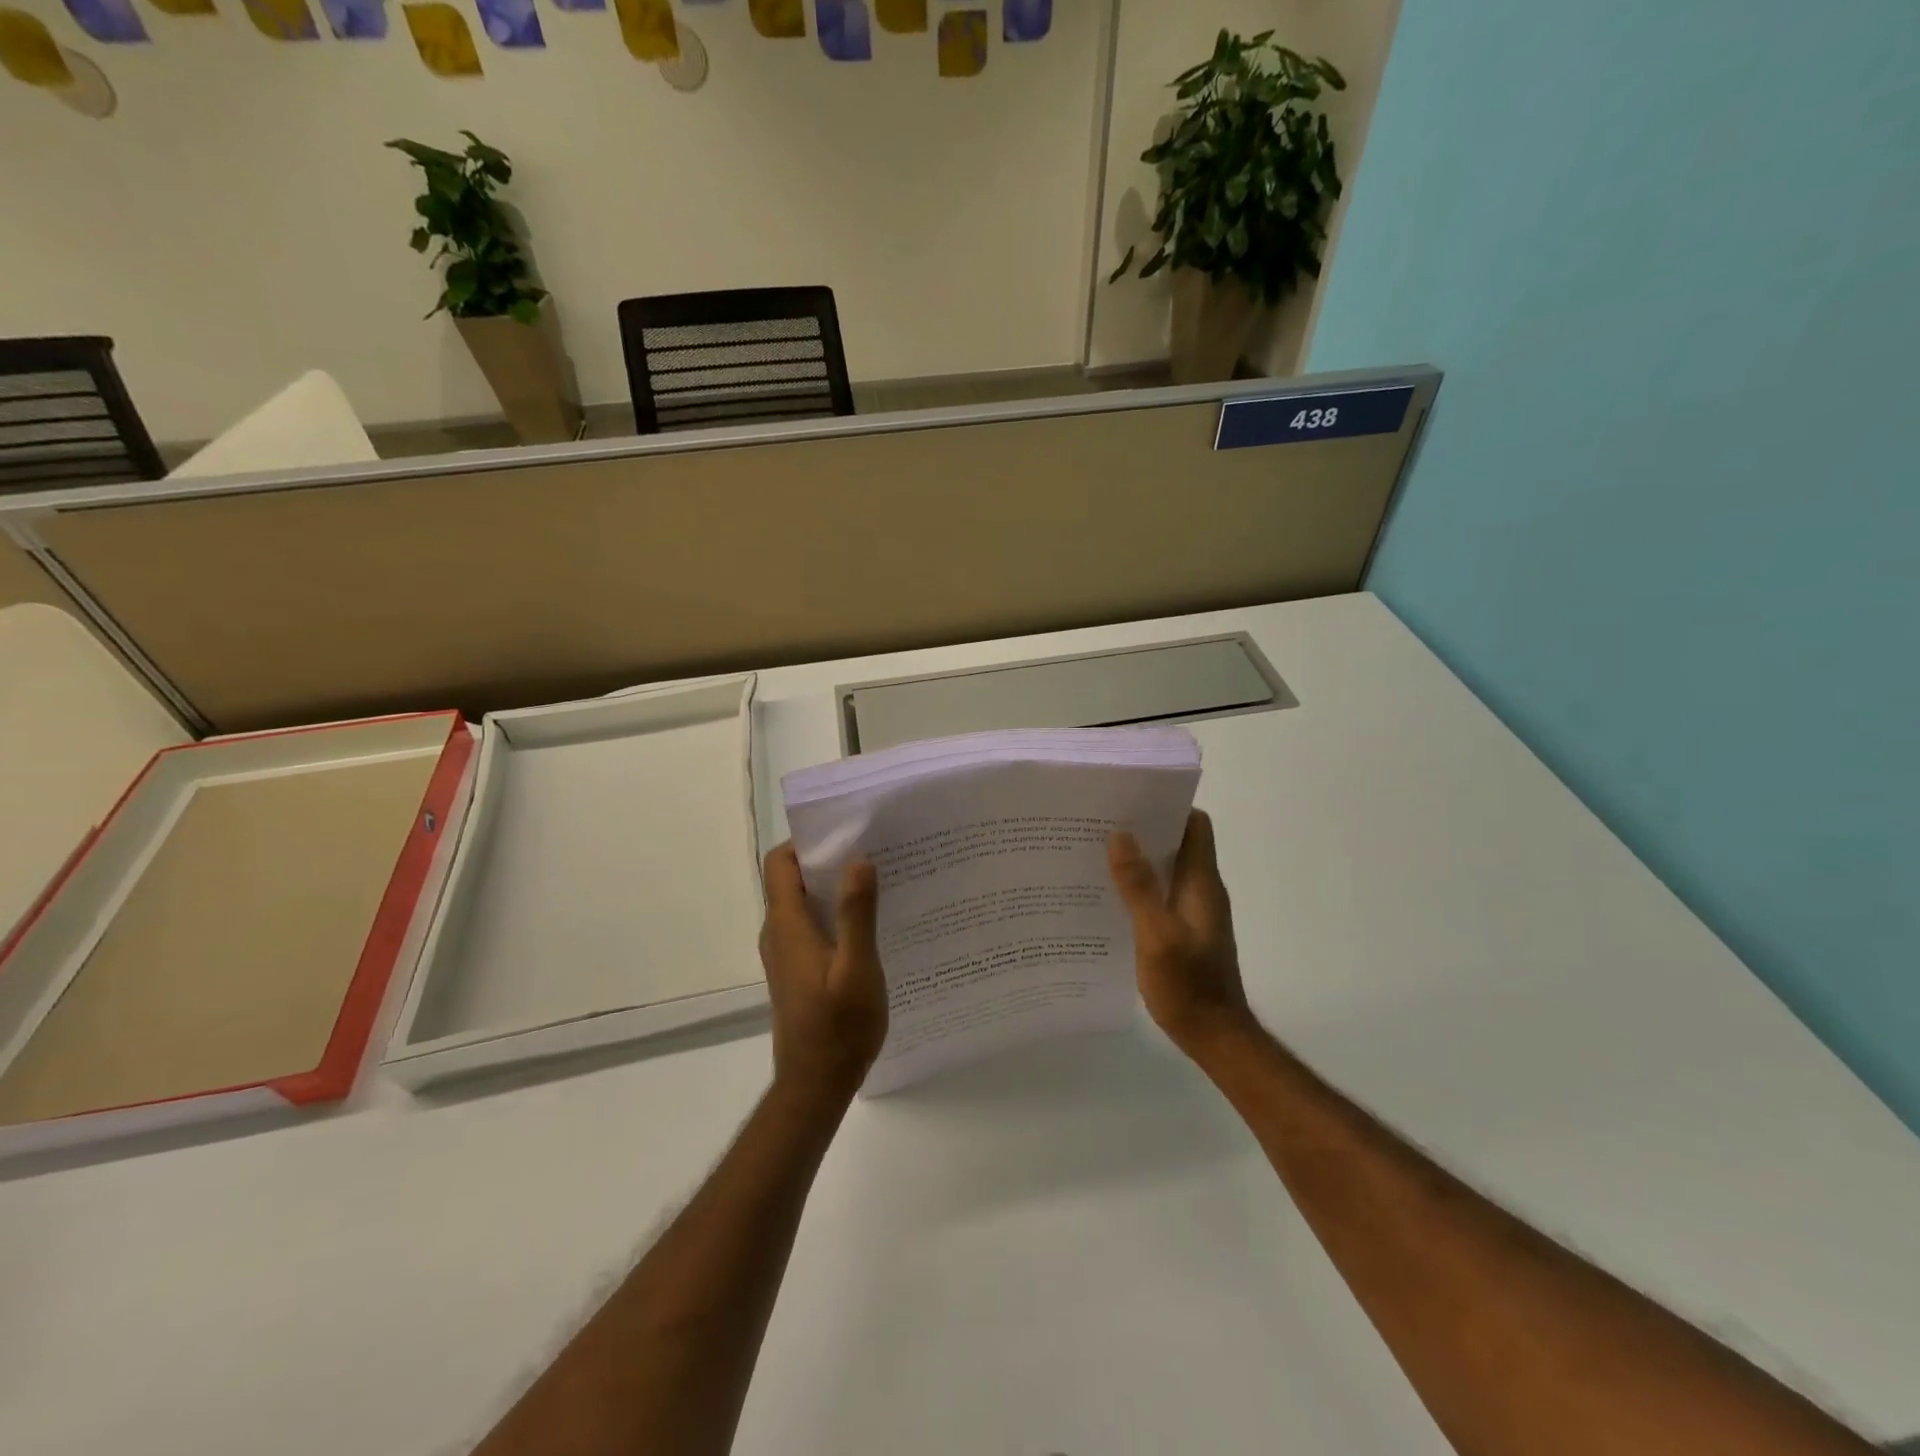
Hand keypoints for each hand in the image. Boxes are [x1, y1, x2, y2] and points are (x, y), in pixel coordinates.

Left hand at [758, 844, 889, 1103]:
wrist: (816, 1084)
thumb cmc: (838, 1027)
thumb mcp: (857, 968)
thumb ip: (856, 914)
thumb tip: (858, 860)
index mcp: (787, 925)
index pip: (780, 863)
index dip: (806, 841)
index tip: (845, 832)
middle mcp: (778, 933)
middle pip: (792, 879)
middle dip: (827, 860)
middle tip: (872, 852)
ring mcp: (785, 953)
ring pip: (803, 904)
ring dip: (833, 888)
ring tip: (877, 881)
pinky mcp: (796, 970)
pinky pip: (810, 926)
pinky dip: (833, 914)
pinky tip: (869, 924)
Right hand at [1108, 810, 1253, 1056]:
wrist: (1214, 1035)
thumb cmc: (1188, 985)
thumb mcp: (1157, 934)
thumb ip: (1139, 886)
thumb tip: (1121, 835)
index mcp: (1201, 882)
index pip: (1195, 825)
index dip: (1168, 807)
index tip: (1131, 799)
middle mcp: (1200, 889)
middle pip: (1177, 842)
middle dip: (1144, 829)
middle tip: (1100, 823)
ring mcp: (1193, 911)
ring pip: (1166, 868)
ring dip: (1137, 858)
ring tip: (1095, 852)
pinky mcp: (1183, 930)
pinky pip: (1160, 893)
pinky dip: (1138, 886)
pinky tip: (1107, 895)